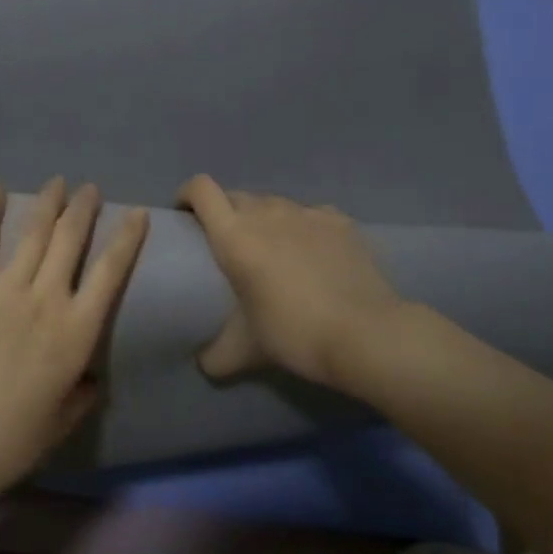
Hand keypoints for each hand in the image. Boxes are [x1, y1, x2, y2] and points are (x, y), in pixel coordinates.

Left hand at [0, 178, 148, 502]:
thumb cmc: (9, 442)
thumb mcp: (62, 422)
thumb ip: (81, 391)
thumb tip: (88, 373)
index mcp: (76, 334)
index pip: (111, 273)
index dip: (127, 239)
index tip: (137, 214)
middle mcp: (45, 300)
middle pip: (70, 240)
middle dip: (84, 209)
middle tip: (91, 189)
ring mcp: (3, 289)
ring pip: (32, 232)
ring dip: (47, 203)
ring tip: (58, 182)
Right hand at [176, 175, 412, 394]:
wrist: (367, 335)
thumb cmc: (294, 334)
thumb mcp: (244, 351)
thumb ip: (215, 355)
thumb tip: (203, 364)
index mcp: (234, 235)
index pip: (201, 189)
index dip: (187, 195)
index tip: (185, 215)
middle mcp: (266, 213)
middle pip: (235, 196)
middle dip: (224, 212)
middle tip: (228, 244)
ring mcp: (306, 213)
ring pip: (273, 204)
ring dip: (264, 219)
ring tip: (272, 249)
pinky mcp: (340, 221)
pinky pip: (310, 214)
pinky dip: (303, 227)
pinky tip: (313, 253)